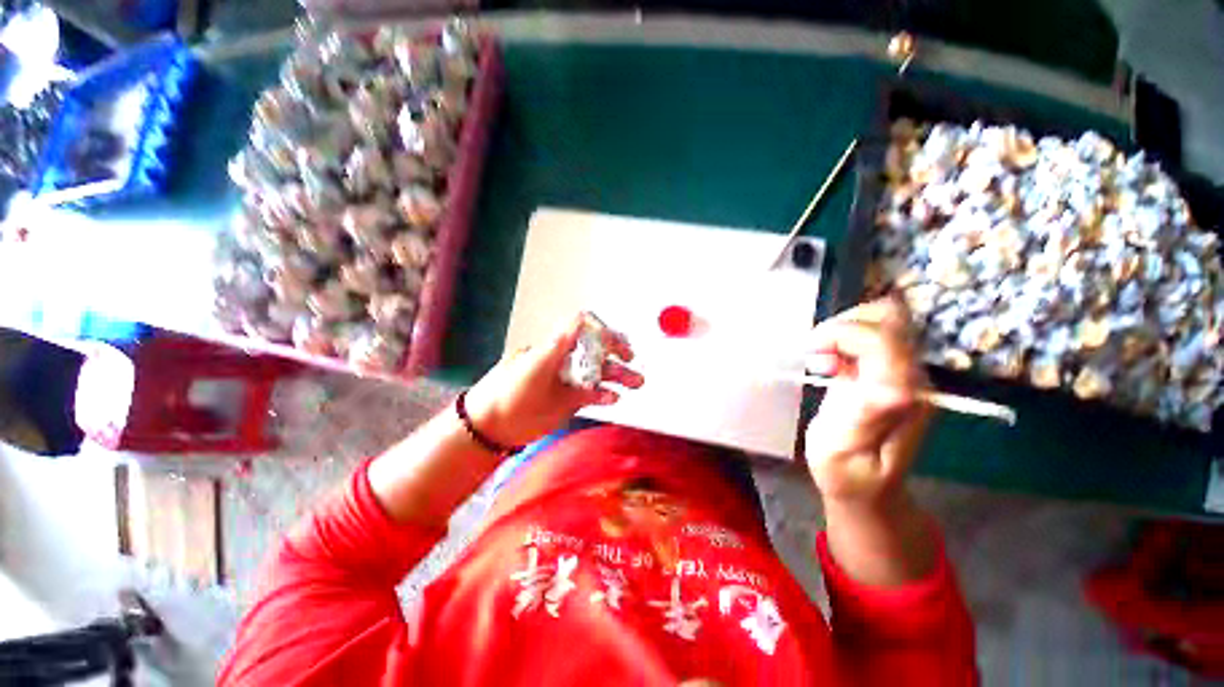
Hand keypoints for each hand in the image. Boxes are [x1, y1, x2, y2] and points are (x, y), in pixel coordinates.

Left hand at [464, 313, 643, 447]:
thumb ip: (560, 343)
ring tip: (637, 382)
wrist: (495, 425)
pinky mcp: (572, 401)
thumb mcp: (534, 363)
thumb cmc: (510, 389)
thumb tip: (581, 317)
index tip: (615, 342)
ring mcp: (570, 381)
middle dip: (617, 354)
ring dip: (619, 376)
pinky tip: (614, 398)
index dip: (602, 334)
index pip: (585, 332)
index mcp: (557, 346)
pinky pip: (594, 395)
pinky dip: (605, 395)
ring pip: (600, 374)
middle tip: (631, 358)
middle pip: (597, 353)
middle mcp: (566, 361)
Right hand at [804, 296, 930, 507]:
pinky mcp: (892, 373)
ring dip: (844, 329)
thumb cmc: (846, 474)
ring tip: (821, 358)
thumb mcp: (842, 453)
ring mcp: (906, 374)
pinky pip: (873, 336)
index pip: (883, 340)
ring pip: (883, 321)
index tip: (809, 349)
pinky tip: (830, 363)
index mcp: (901, 398)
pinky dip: (845, 338)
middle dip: (845, 324)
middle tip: (815, 350)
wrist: (868, 487)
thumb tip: (888, 387)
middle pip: (890, 320)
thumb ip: (863, 419)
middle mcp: (912, 379)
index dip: (843, 332)